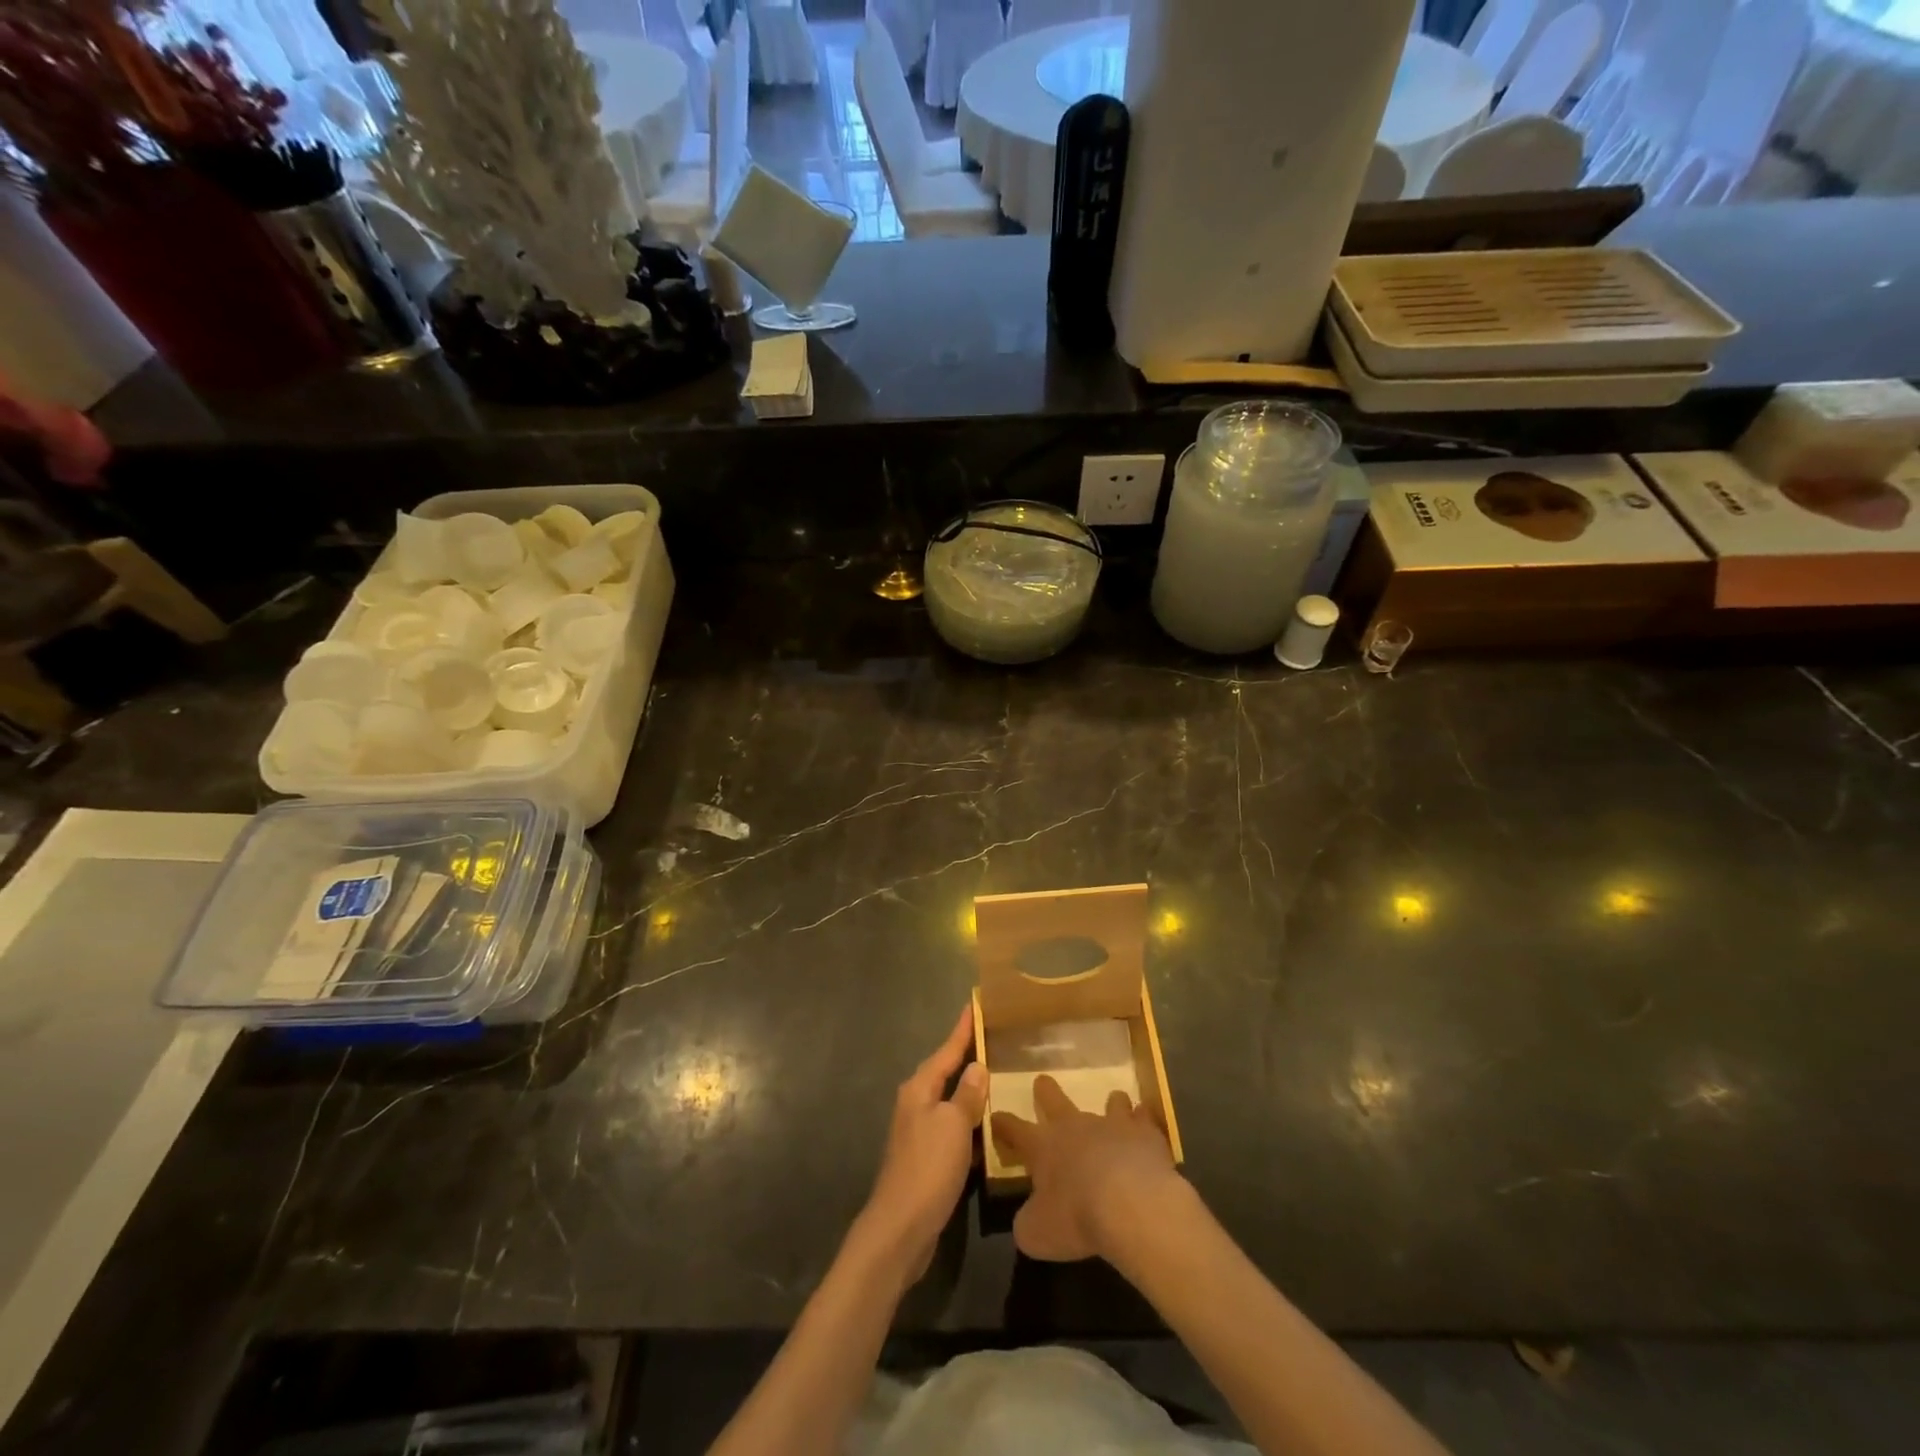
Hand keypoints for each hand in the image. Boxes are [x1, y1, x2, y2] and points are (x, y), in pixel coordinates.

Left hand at [855, 1004, 987, 1282]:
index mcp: (920, 1089)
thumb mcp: (953, 1125)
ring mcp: (920, 1132)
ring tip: (999, 1077)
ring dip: (971, 1091)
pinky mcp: (928, 1159)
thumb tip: (976, 1067)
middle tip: (995, 1038)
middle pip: (946, 1072)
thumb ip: (966, 1095)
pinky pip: (954, 1128)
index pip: (946, 1050)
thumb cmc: (928, 1168)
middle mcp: (916, 1104)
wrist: (901, 1228)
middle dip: (967, 1056)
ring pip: (951, 1101)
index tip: (976, 1004)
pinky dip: (971, 1123)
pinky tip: (990, 1126)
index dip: (963, 1029)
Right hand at [990, 1075, 1181, 1262]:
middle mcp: (1074, 1126)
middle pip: (1054, 1099)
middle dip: (1045, 1090)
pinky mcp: (1144, 1133)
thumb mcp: (1037, 1234)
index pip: (1014, 1129)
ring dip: (1110, 1104)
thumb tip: (1028, 1219)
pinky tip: (1146, 1129)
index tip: (995, 1117)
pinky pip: (1143, 1119)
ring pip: (1109, 1102)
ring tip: (1114, 1103)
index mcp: (1043, 1146)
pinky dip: (1143, 1122)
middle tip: (1042, 1081)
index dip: (1003, 1124)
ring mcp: (1112, 1124)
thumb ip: (1028, 1222)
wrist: (1132, 1205)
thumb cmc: (1076, 1218)